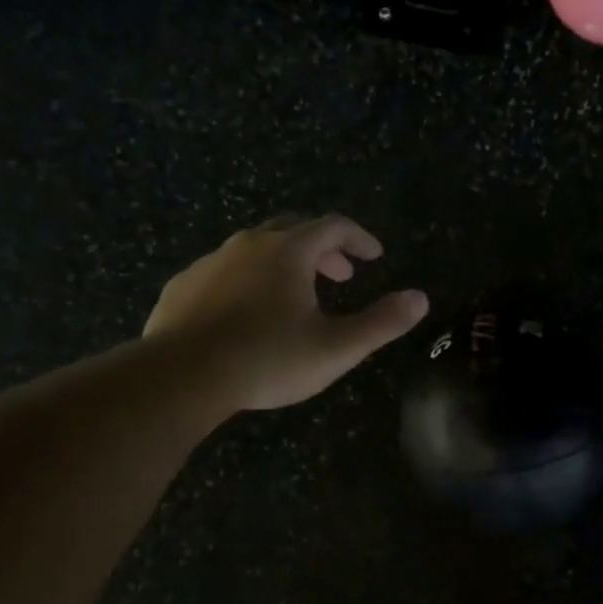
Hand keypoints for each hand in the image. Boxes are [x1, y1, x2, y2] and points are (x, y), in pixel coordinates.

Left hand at [144, 214, 428, 411]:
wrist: (181, 377)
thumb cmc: (267, 359)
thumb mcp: (336, 348)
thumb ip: (382, 322)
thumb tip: (421, 299)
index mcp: (289, 251)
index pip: (334, 226)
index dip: (359, 238)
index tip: (374, 256)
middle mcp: (249, 244)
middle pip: (294, 230)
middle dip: (323, 249)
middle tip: (340, 274)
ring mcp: (210, 263)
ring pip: (255, 249)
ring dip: (283, 264)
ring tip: (295, 297)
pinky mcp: (182, 286)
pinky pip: (223, 272)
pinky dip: (247, 281)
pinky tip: (245, 314)